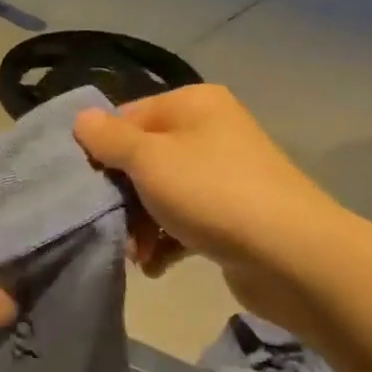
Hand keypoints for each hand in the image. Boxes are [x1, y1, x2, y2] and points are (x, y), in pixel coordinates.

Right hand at [72, 85, 349, 323]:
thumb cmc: (211, 193)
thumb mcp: (149, 159)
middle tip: (110, 226)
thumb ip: (109, 138)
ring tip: (136, 255)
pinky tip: (155, 266)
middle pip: (142, 159)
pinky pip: (183, 221)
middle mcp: (209, 131)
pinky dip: (166, 242)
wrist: (290, 254)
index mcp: (192, 105)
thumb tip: (81, 119)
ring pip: (160, 194)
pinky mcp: (230, 214)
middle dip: (121, 197)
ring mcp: (222, 174)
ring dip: (140, 226)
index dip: (101, 150)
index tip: (84, 185)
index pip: (126, 117)